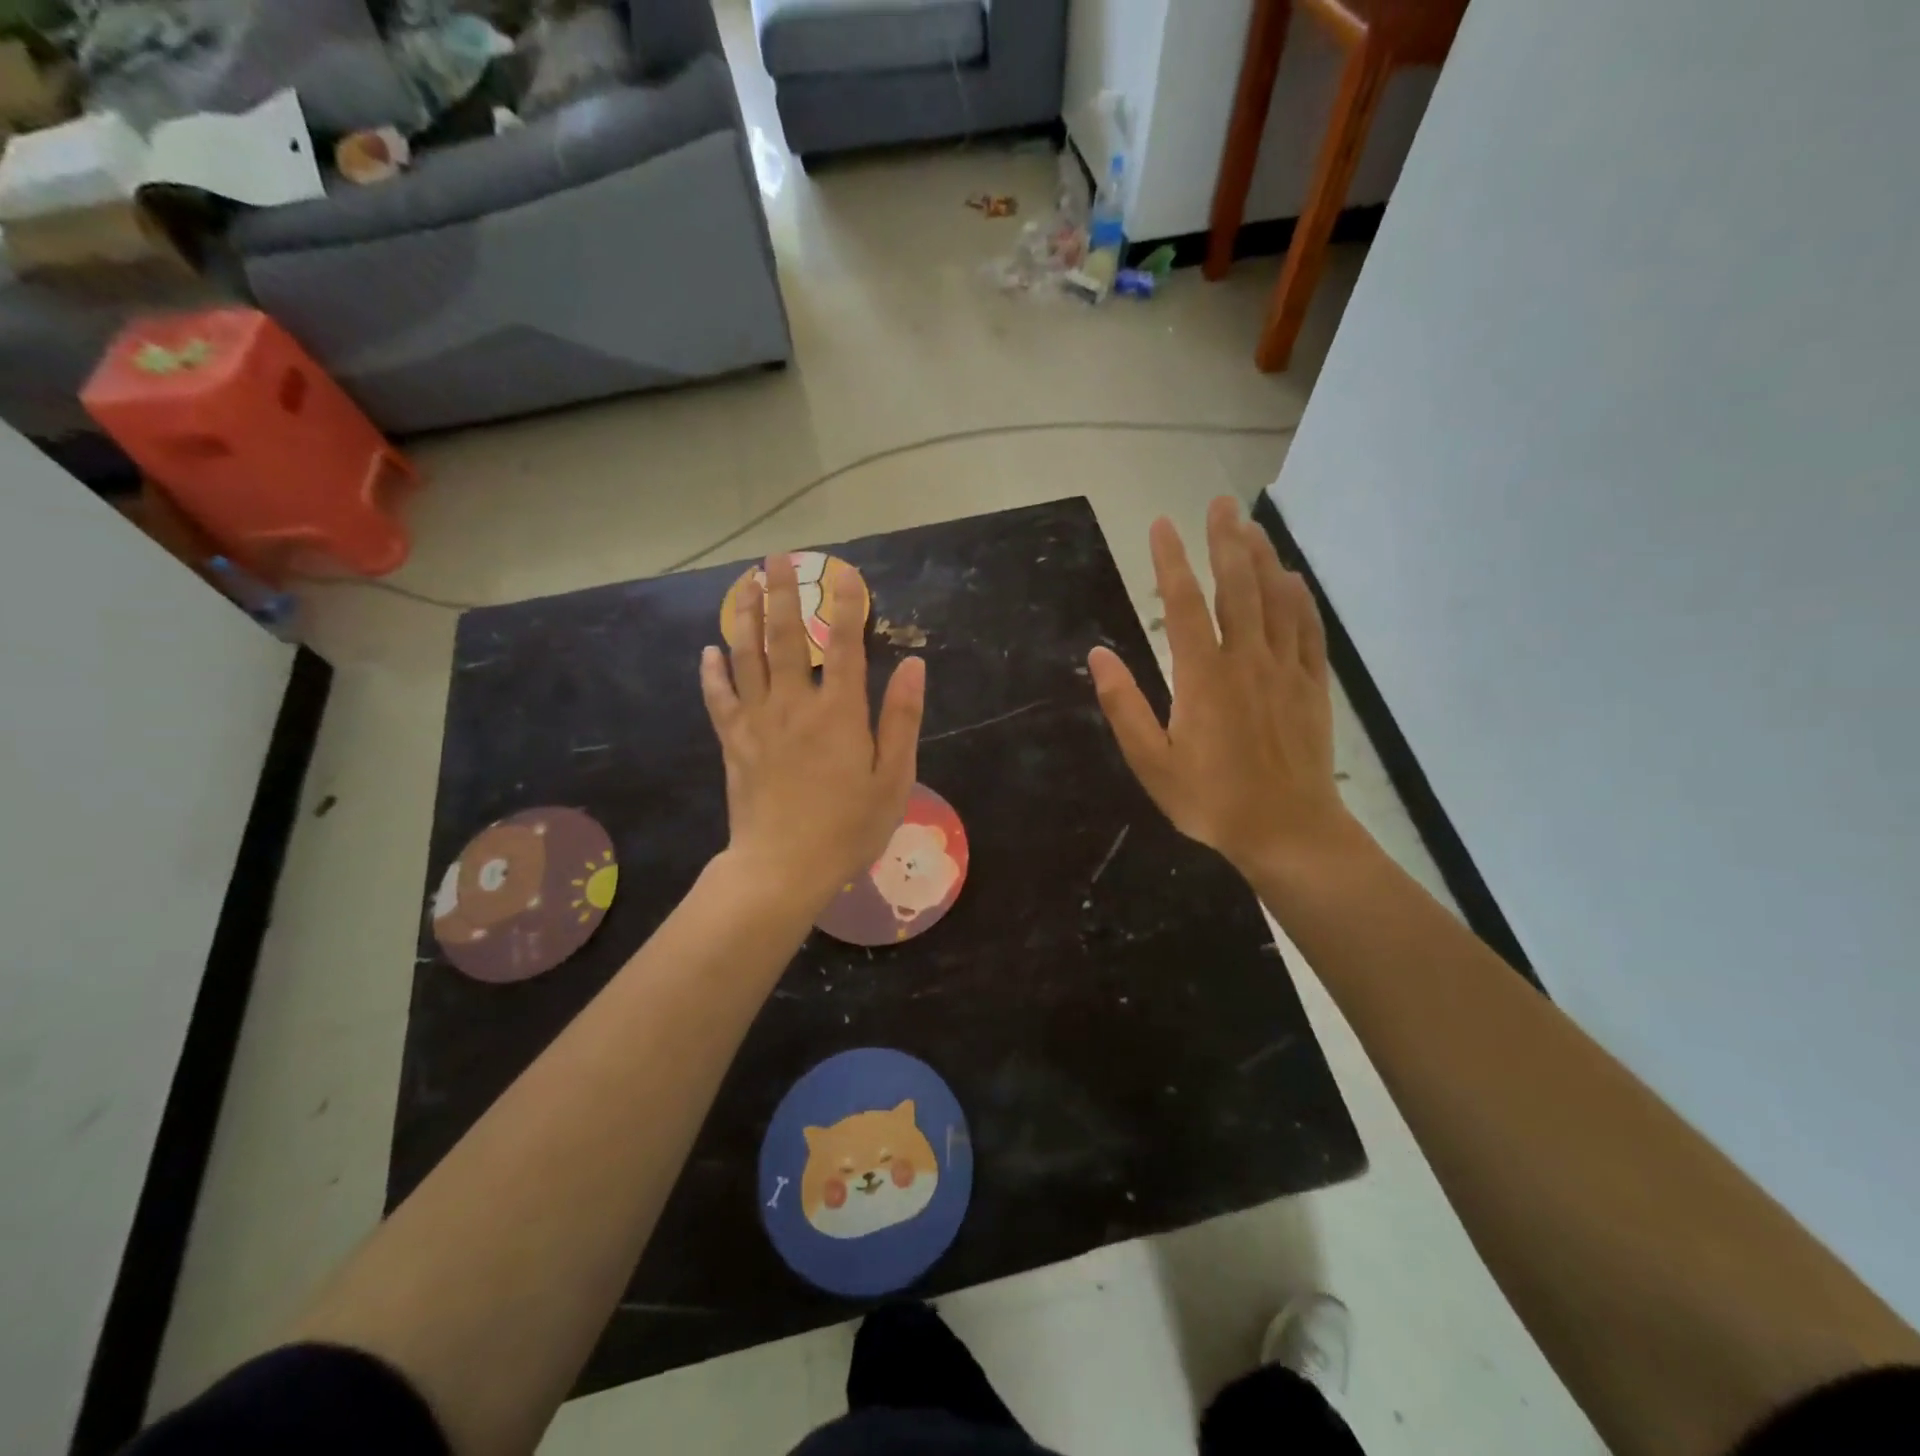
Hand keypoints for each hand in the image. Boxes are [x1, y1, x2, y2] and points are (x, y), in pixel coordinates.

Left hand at [701, 553, 925, 912]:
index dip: (848, 604)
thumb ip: (902, 718)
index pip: (846, 644)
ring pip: (748, 656)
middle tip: (776, 558)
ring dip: (746, 616)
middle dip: (783, 593)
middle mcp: (796, 704)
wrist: (784, 867)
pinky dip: (714, 672)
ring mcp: (758, 721)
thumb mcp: (893, 778)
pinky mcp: (733, 743)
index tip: (846, 571)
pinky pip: (719, 698)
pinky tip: (710, 651)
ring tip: (744, 584)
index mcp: (840, 712)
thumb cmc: (849, 827)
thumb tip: (914, 665)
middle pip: (786, 637)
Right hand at [1088, 497, 1357, 880]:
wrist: (1288, 831)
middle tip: (1218, 503)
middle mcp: (1246, 660)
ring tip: (1250, 525)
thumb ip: (1124, 706)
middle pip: (1237, 587)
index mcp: (1203, 677)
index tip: (1161, 525)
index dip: (1171, 561)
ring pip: (1276, 600)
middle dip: (1225, 540)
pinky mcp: (1311, 686)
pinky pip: (1308, 630)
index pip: (1184, 604)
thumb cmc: (1211, 801)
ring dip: (1262, 558)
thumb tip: (1098, 654)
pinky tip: (1292, 579)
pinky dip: (1299, 598)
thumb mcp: (1152, 763)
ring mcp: (1285, 670)